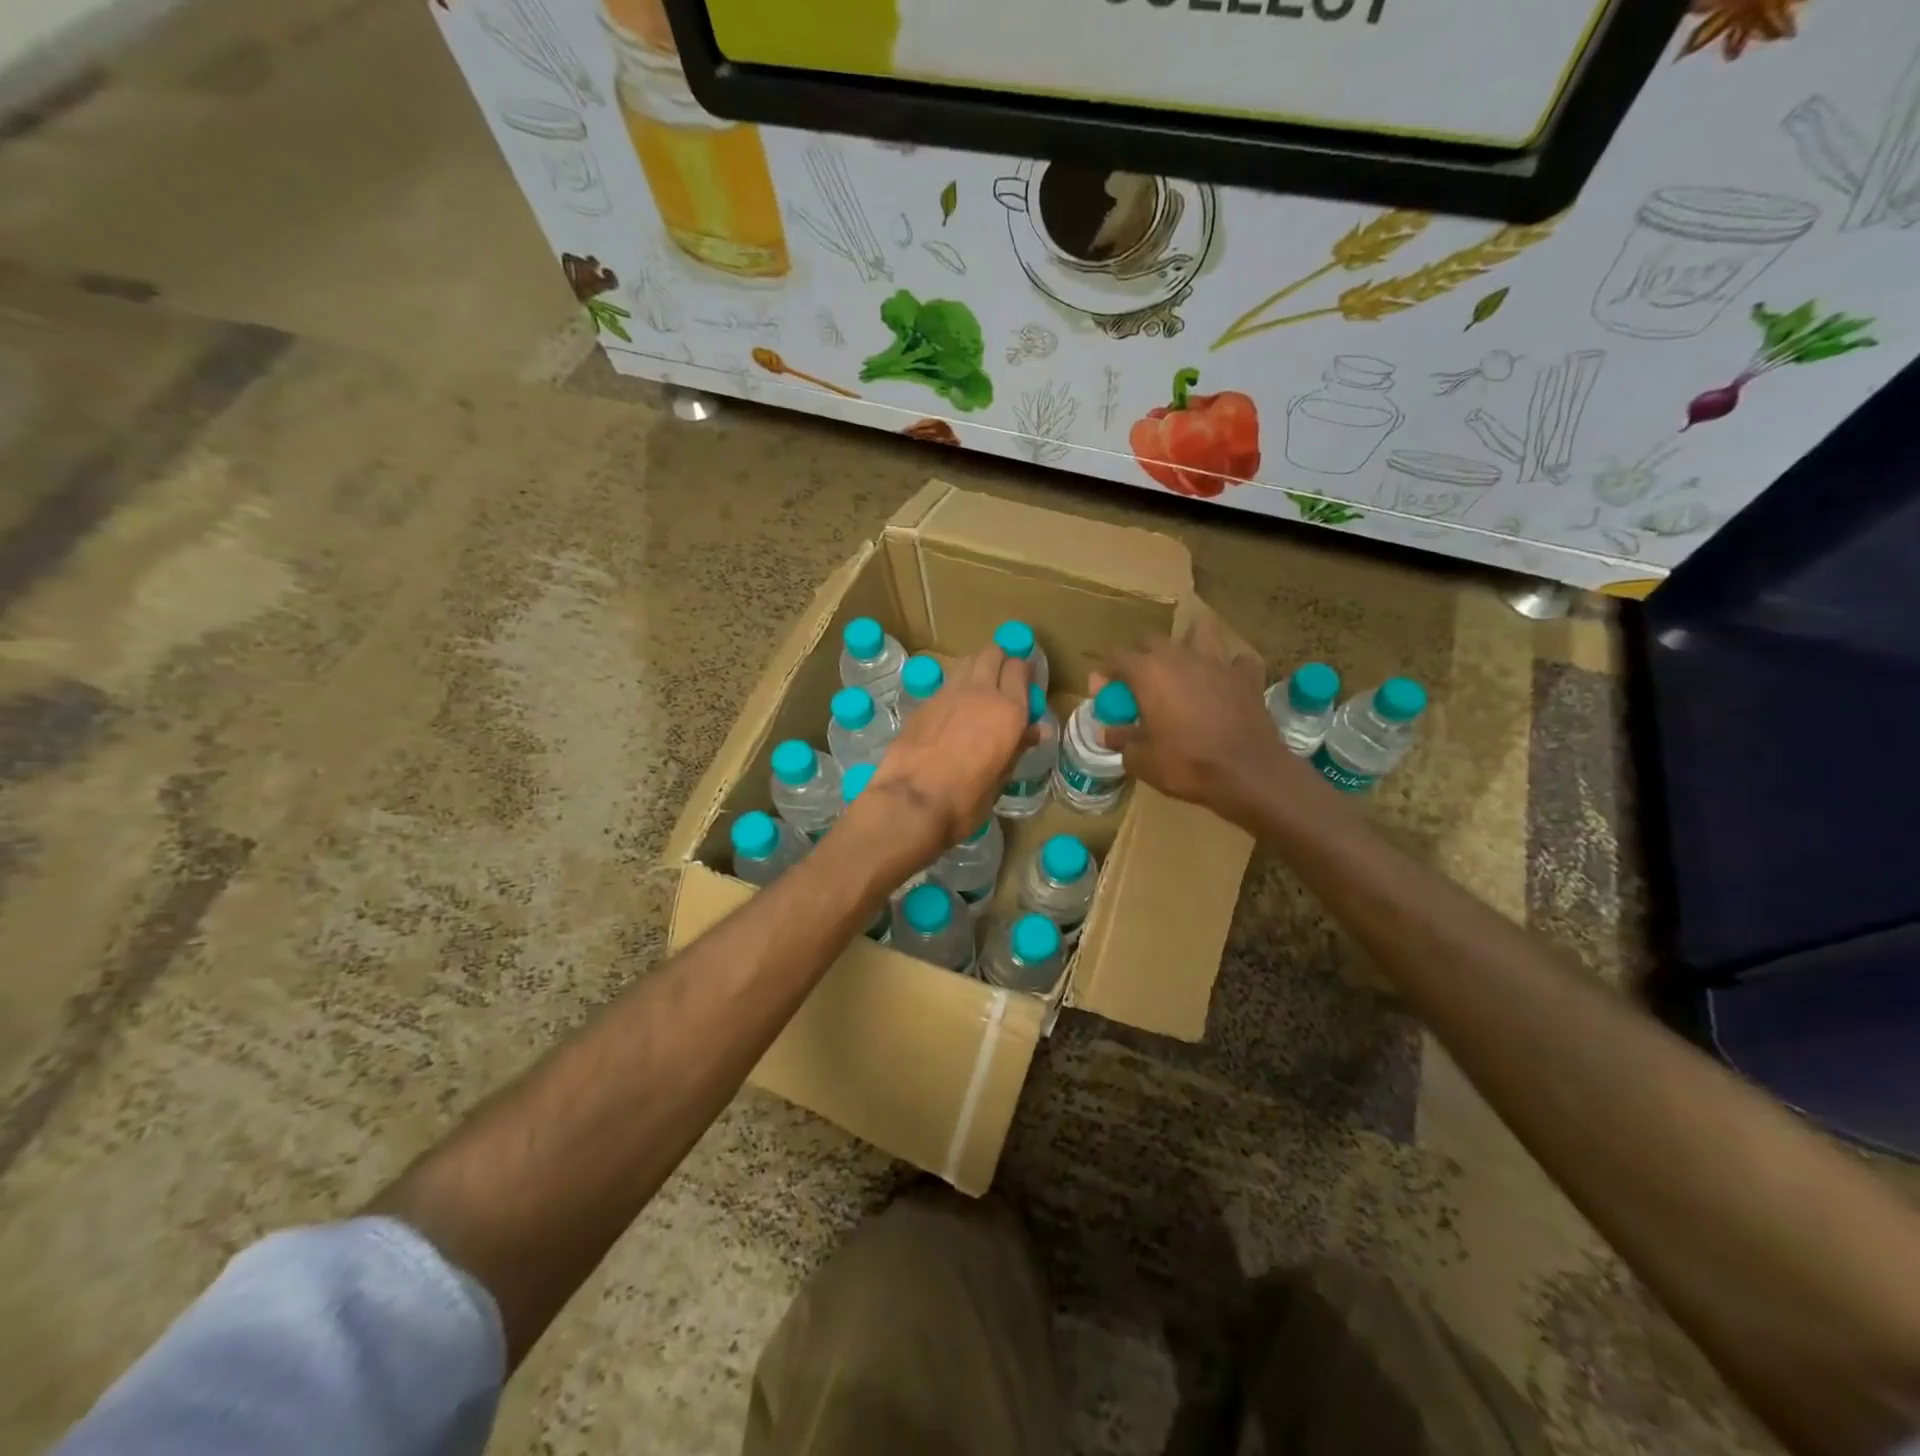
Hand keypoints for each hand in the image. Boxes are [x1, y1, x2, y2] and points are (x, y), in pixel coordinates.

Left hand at [846, 646, 1030, 871]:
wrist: (912, 800)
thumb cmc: (966, 799)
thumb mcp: (1001, 778)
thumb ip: (1017, 746)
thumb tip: (1037, 730)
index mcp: (1008, 710)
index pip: (1019, 668)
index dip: (1023, 673)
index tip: (1025, 685)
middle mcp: (980, 692)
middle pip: (992, 653)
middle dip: (999, 661)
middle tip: (1002, 681)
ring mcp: (947, 693)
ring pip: (966, 662)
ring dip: (975, 669)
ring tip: (976, 693)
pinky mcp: (922, 702)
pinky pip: (945, 685)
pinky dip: (953, 690)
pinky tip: (950, 713)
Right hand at [1104, 625, 1318, 830]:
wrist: (1247, 774)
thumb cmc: (1186, 764)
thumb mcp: (1141, 759)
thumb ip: (1120, 739)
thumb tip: (1106, 732)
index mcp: (1148, 672)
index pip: (1117, 656)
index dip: (1107, 673)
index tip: (1106, 692)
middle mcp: (1180, 657)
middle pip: (1152, 639)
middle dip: (1141, 656)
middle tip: (1140, 683)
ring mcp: (1218, 662)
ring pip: (1202, 630)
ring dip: (1190, 642)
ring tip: (1186, 665)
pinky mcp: (1247, 676)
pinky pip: (1238, 661)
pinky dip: (1231, 668)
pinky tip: (1227, 683)